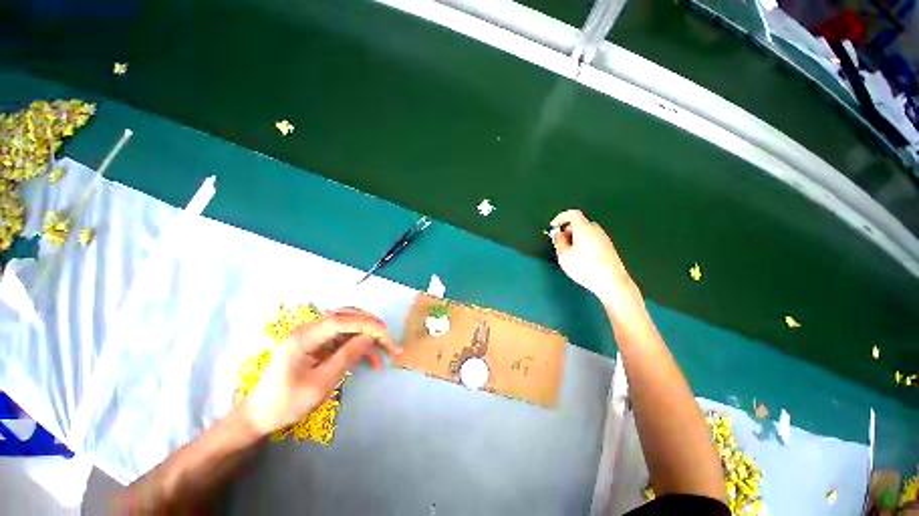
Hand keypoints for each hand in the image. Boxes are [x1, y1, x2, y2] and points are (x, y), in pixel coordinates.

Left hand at [241, 308, 401, 435]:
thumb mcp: (320, 383)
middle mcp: (310, 330)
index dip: (367, 324)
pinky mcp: (318, 344)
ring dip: (369, 337)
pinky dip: (360, 347)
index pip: (342, 320)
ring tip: (386, 351)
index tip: (386, 335)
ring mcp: (314, 336)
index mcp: (304, 337)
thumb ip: (346, 357)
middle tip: (389, 340)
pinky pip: (344, 339)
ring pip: (349, 327)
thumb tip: (369, 337)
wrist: (261, 416)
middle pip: (347, 317)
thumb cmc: (287, 403)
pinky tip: (372, 361)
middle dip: (371, 326)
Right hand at [550, 209, 642, 312]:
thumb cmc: (585, 268)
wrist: (612, 282)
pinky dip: (583, 243)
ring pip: (585, 232)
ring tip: (569, 253)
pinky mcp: (608, 247)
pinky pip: (592, 239)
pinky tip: (581, 258)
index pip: (572, 214)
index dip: (560, 217)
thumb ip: (558, 241)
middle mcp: (595, 230)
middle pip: (579, 223)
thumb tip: (557, 233)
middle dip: (567, 230)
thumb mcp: (564, 256)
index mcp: (584, 228)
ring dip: (575, 238)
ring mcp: (604, 238)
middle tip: (560, 243)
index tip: (553, 227)